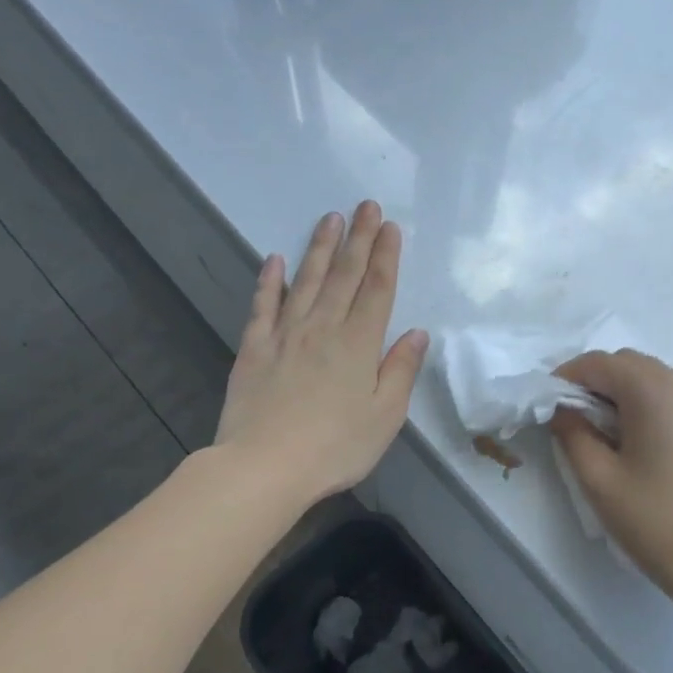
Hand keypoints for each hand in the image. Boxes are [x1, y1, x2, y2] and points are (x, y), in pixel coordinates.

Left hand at [216, 203, 429, 504]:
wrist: (264, 467)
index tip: (390, 226)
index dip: (385, 256)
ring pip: (307, 281)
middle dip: (358, 238)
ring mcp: (286, 335)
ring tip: (331, 219)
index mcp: (359, 344)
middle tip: (365, 205)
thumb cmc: (335, 447)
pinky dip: (269, 281)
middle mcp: (324, 328)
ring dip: (320, 248)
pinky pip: (263, 306)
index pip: (377, 289)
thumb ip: (401, 371)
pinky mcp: (254, 348)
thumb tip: (417, 334)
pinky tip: (274, 259)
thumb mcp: (385, 417)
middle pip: (345, 275)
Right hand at [551, 350, 672, 602]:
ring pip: (654, 378)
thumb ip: (572, 432)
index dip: (567, 377)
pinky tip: (642, 443)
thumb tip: (564, 409)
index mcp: (653, 390)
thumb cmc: (654, 520)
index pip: (599, 363)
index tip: (548, 404)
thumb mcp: (598, 478)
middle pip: (629, 364)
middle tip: (574, 418)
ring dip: (624, 392)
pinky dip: (651, 405)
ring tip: (607, 432)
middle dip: (596, 382)